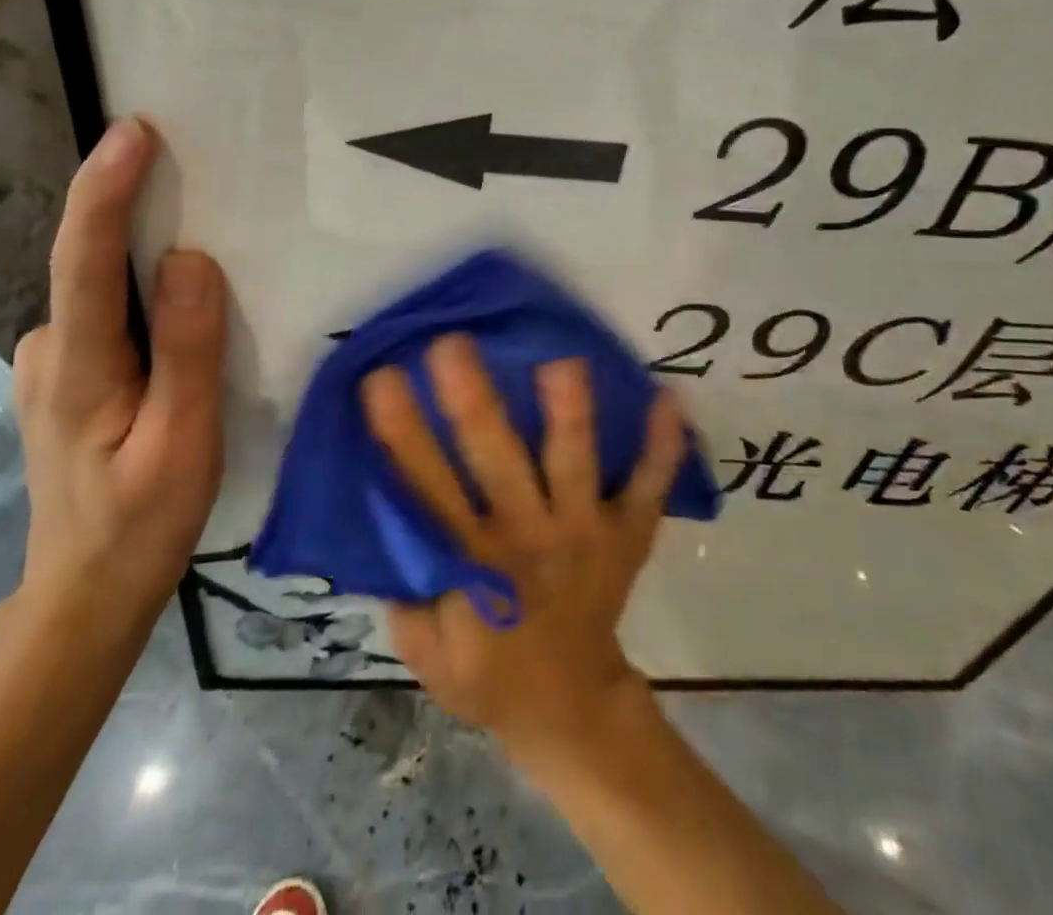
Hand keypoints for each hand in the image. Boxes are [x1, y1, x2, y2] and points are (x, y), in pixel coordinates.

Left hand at [11, 117, 226, 642]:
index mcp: (78, 367)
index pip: (84, 258)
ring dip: (139, 246)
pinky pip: (104, 309)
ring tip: (198, 222)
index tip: (135, 133)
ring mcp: (48, 362)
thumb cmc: (140, 524)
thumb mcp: (183, 444)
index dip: (106, 189)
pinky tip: (173, 296)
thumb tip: (191, 259)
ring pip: (99, 286)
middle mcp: (48, 349)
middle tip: (189, 161)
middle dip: (131, 200)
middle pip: (88, 259)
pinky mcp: (63, 373)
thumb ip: (187, 352)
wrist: (84, 593)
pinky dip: (136, 285)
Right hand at [361, 335, 685, 767]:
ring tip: (562, 361)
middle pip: (498, 462)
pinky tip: (668, 399)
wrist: (572, 709)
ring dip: (570, 415)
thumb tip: (383, 507)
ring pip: (575, 466)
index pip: (429, 489)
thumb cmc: (488, 672)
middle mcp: (529, 537)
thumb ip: (404, 585)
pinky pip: (648, 488)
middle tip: (453, 344)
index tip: (384, 378)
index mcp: (473, 563)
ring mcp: (585, 532)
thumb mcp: (425, 649)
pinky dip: (662, 448)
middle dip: (473, 403)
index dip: (402, 435)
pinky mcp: (628, 534)